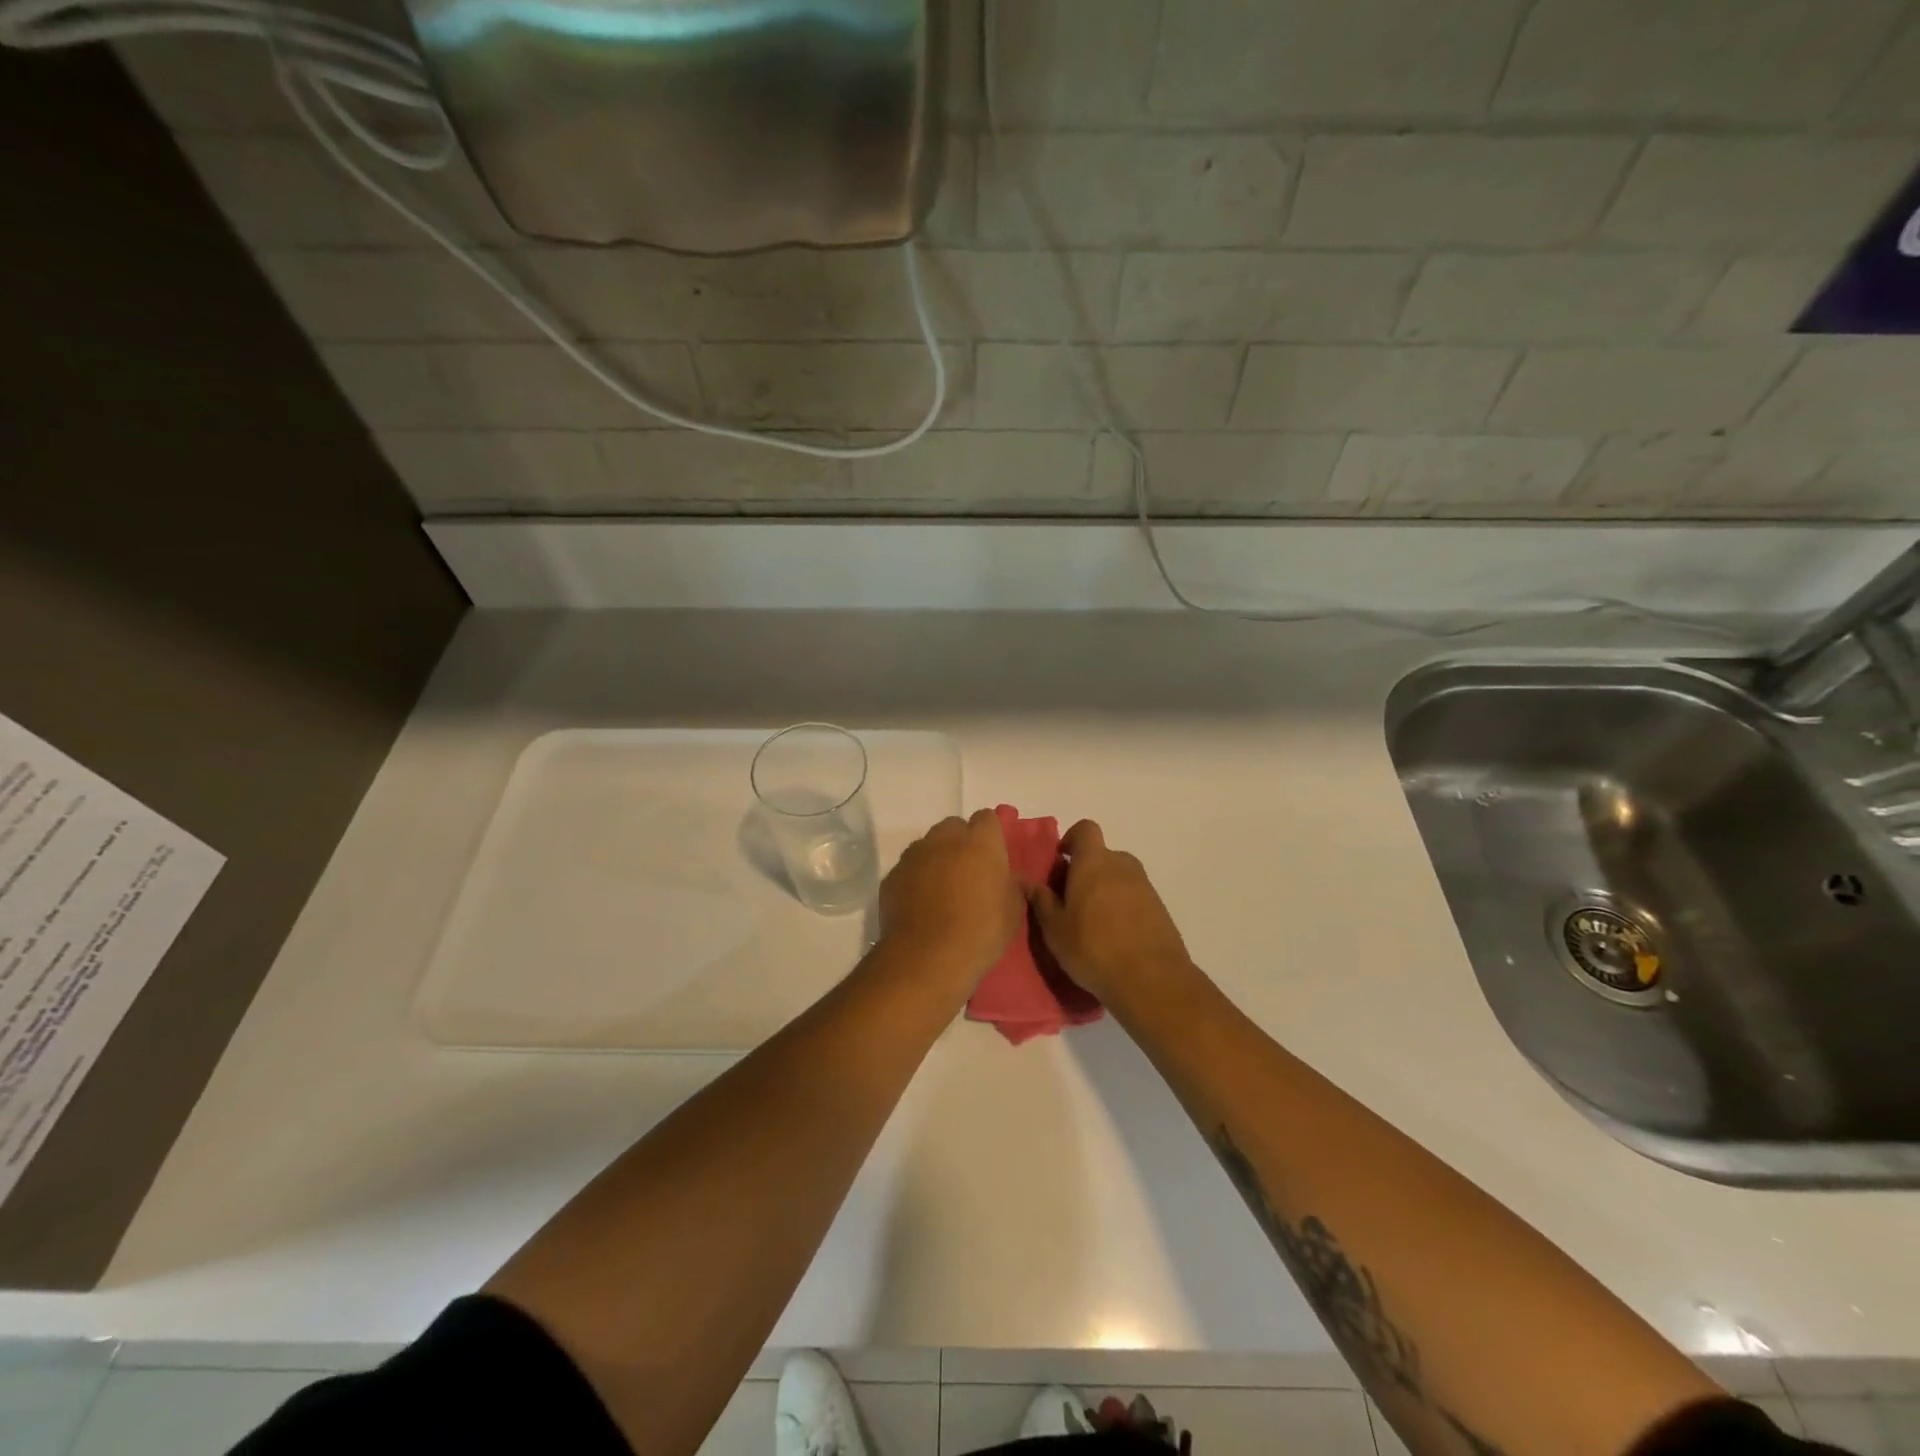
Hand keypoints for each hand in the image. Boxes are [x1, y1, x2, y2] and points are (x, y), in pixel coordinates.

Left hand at [878, 809, 1024, 986]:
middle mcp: (945, 838)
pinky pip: (908, 868)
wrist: (928, 957)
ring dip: (936, 858)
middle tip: (969, 872)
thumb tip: (1008, 877)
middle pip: (954, 827)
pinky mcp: (892, 875)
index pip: (988, 819)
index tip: (994, 857)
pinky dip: (915, 878)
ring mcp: (914, 854)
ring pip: (928, 845)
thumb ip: (1012, 885)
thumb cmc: (981, 931)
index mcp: (981, 841)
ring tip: (942, 890)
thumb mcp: (1013, 911)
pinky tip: (920, 905)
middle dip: (961, 842)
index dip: (991, 835)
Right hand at [1027, 820, 1193, 1004]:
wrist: (1151, 979)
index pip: (1085, 829)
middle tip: (1070, 901)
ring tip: (1091, 923)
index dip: (1072, 840)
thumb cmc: (1093, 948)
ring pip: (1118, 877)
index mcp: (1094, 862)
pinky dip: (1122, 907)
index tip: (1060, 862)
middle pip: (1101, 856)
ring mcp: (1144, 886)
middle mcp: (1122, 865)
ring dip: (1104, 890)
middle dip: (1085, 871)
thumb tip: (1025, 881)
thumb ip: (1041, 900)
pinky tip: (1114, 936)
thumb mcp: (1055, 928)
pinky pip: (1133, 896)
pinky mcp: (1159, 907)